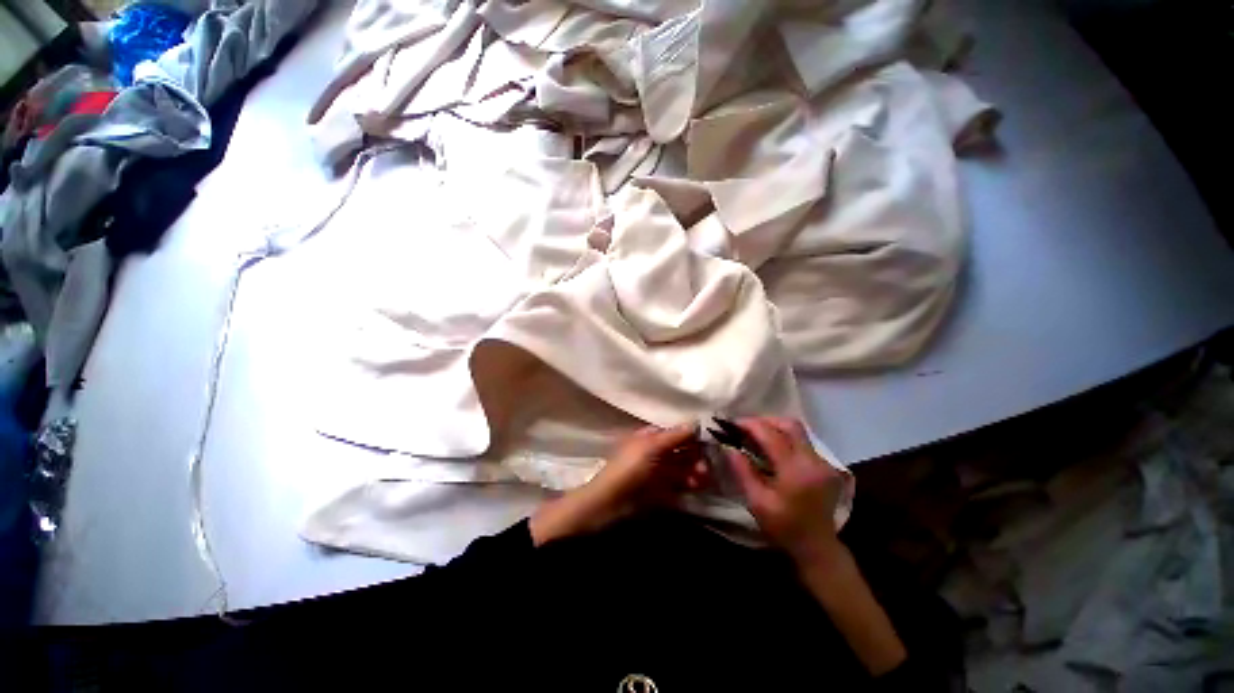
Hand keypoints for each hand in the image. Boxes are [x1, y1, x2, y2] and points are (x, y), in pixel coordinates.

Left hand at [530, 425, 706, 545]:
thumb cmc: (628, 467)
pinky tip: (696, 486)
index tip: (709, 439)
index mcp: (648, 437)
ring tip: (703, 477)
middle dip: (695, 454)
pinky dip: (688, 484)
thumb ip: (672, 436)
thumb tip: (694, 422)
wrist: (609, 502)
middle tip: (707, 464)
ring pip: (680, 467)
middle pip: (679, 449)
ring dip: (693, 470)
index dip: (690, 434)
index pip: (673, 431)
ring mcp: (656, 471)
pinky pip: (677, 484)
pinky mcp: (658, 490)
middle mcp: (654, 451)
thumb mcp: (650, 447)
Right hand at [726, 417, 845, 564]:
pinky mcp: (827, 466)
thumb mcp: (757, 501)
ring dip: (776, 428)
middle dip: (765, 421)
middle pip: (790, 425)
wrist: (817, 547)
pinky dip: (786, 438)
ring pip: (799, 431)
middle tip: (746, 427)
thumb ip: (743, 471)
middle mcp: (813, 461)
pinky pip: (804, 442)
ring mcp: (824, 463)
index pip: (771, 435)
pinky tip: (773, 449)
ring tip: (757, 435)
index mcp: (795, 471)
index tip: (732, 423)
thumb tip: (729, 446)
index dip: (750, 425)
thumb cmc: (784, 527)